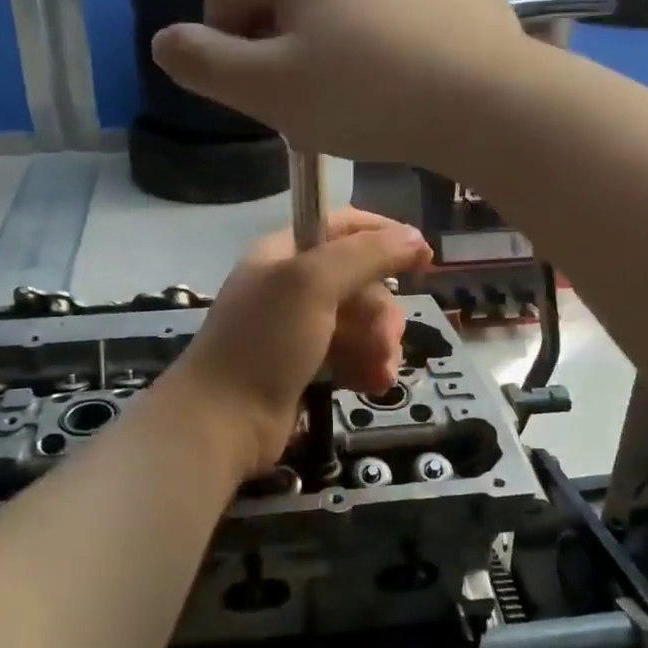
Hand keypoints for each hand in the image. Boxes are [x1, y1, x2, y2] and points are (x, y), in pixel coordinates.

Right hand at [150, 0, 531, 164]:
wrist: (486, 99)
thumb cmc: (365, 94)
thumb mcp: (267, 90)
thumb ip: (202, 63)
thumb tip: (165, 41)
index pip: (227, 0)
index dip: (236, 56)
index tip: (274, 97)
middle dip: (289, 40)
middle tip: (323, 95)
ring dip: (339, 30)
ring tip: (370, 81)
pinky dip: (390, 22)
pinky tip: (411, 60)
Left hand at [162, 209, 432, 474]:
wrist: (222, 421)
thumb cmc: (265, 341)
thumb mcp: (313, 283)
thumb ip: (367, 254)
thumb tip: (415, 237)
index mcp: (285, 253)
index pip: (343, 226)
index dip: (384, 236)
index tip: (424, 258)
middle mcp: (292, 286)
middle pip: (360, 281)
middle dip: (381, 311)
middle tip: (386, 339)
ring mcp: (298, 329)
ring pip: (361, 322)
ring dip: (379, 345)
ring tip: (380, 372)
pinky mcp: (306, 367)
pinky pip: (351, 355)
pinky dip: (366, 367)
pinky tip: (372, 386)